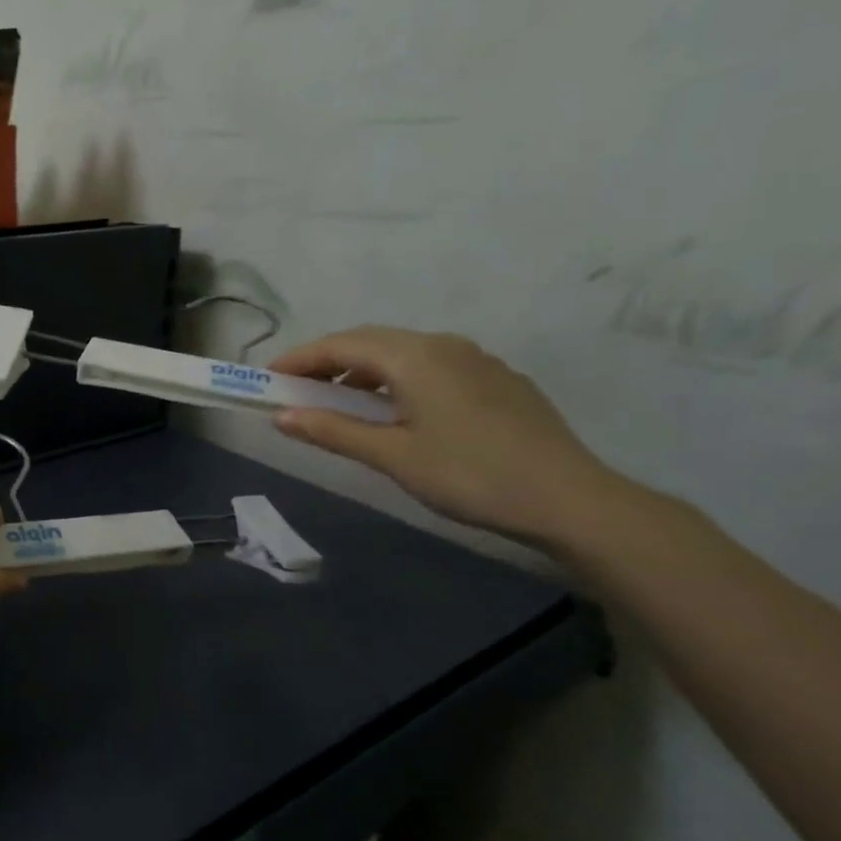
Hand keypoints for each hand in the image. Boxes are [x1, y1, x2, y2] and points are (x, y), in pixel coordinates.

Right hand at [269, 327, 621, 541]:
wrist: (571, 499)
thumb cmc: (470, 475)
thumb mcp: (392, 455)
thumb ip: (333, 430)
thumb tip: (281, 416)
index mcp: (414, 356)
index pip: (341, 345)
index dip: (300, 359)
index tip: (268, 378)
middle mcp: (443, 344)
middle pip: (370, 341)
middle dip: (327, 361)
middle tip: (296, 388)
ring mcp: (476, 359)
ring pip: (402, 352)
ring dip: (362, 370)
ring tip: (340, 402)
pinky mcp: (497, 380)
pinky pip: (430, 365)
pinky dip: (396, 378)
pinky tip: (396, 410)